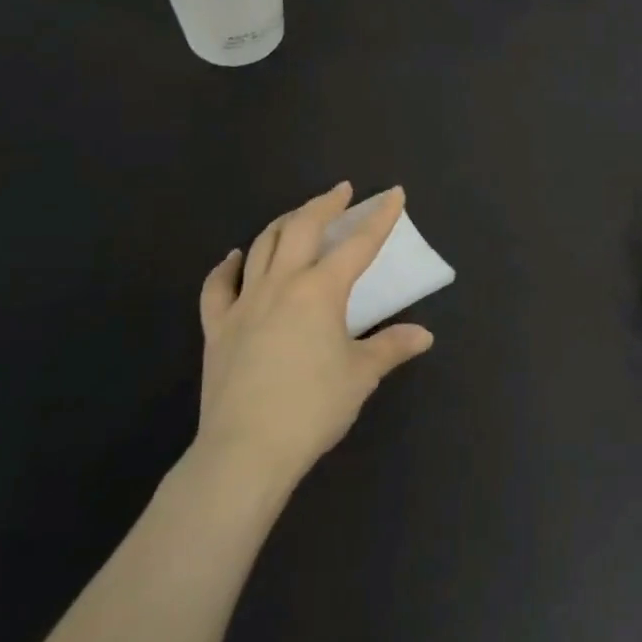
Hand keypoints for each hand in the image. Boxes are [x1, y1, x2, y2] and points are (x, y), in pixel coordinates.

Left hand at [194, 182, 433, 485]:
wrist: (246, 449)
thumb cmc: (313, 408)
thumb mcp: (361, 375)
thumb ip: (392, 347)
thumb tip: (424, 335)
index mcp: (321, 291)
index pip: (358, 244)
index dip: (379, 218)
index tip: (392, 195)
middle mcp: (282, 284)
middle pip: (302, 228)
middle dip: (325, 204)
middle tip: (342, 192)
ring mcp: (245, 302)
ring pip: (262, 245)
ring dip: (284, 223)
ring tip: (299, 216)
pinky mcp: (218, 326)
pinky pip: (218, 285)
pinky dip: (228, 266)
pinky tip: (235, 257)